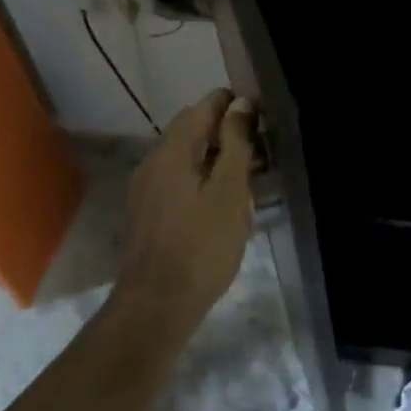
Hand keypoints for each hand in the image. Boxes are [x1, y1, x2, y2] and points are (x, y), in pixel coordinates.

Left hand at [114, 89, 258, 336]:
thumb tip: (242, 103)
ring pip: (187, 154)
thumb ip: (236, 143)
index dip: (235, 104)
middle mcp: (154, 160)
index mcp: (173, 150)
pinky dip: (203, 176)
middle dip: (227, 130)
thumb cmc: (201, 246)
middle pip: (194, 127)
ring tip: (249, 175)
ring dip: (217, 155)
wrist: (155, 307)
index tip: (264, 118)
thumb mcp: (230, 191)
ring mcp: (146, 186)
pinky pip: (179, 177)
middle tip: (262, 149)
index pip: (205, 105)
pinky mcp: (147, 211)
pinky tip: (223, 200)